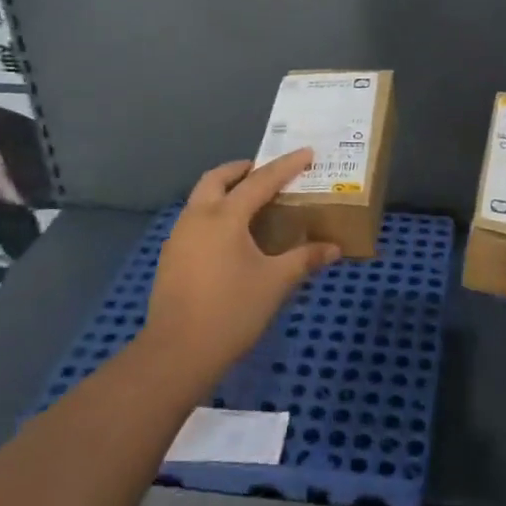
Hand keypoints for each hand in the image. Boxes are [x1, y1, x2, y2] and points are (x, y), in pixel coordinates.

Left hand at [142, 149, 341, 386]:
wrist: (178, 352)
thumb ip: (304, 259)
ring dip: (224, 190)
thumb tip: (334, 248)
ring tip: (250, 202)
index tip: (307, 153)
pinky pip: (194, 220)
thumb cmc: (232, 311)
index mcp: (225, 217)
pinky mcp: (171, 257)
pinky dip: (213, 213)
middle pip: (217, 178)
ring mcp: (179, 237)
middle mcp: (197, 217)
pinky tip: (229, 237)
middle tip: (265, 172)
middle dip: (241, 169)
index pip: (260, 181)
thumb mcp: (276, 283)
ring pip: (200, 198)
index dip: (286, 166)